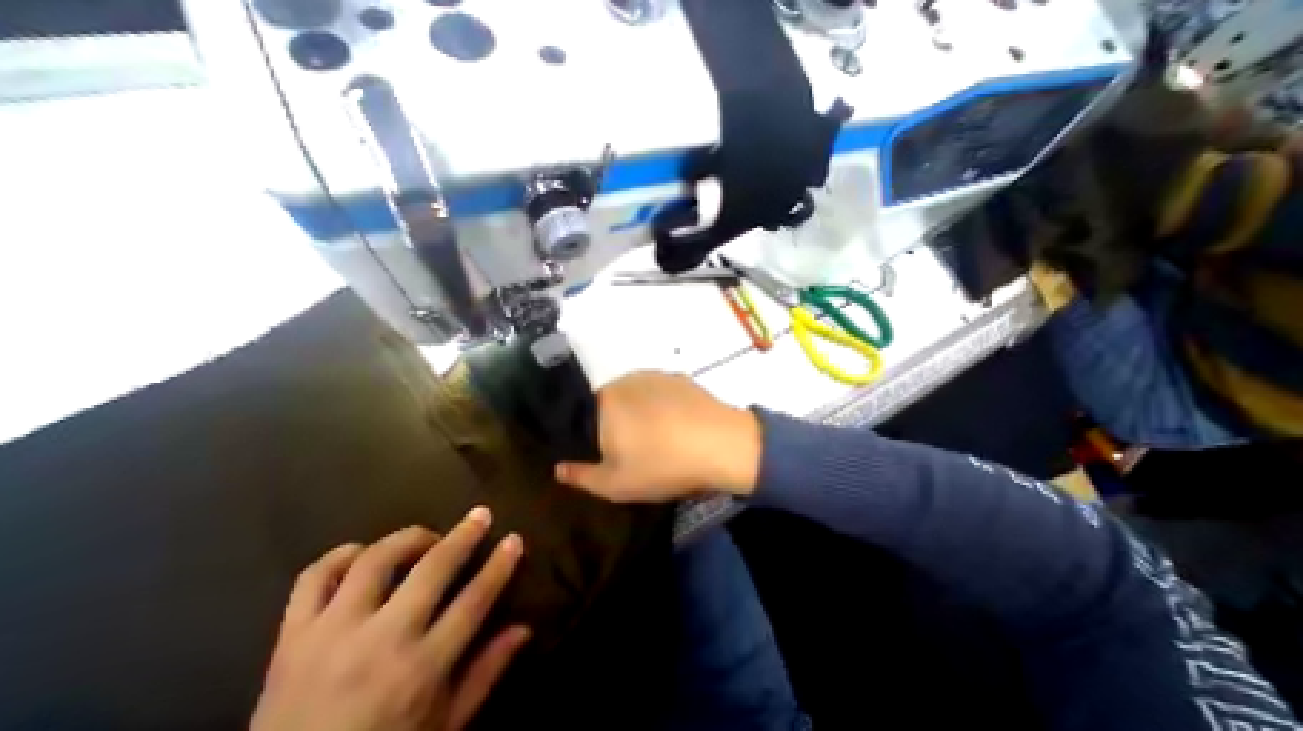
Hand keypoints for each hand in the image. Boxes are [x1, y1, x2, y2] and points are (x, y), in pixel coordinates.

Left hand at [251, 509, 529, 730]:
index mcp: (419, 670)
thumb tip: (525, 628)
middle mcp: (379, 643)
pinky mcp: (289, 641)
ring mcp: (329, 637)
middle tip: (481, 515)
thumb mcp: (443, 726)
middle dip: (463, 535)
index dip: (499, 565)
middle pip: (432, 569)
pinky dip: (340, 556)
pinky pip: (313, 579)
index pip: (473, 600)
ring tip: (427, 538)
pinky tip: (362, 553)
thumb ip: (486, 673)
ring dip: (409, 538)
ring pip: (375, 561)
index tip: (514, 539)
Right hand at [552, 372, 760, 502]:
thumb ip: (582, 476)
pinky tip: (679, 425)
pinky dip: (664, 406)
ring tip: (661, 438)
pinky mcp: (681, 377)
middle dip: (618, 423)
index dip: (595, 436)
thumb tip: (558, 468)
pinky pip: (661, 392)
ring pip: (638, 396)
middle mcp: (627, 380)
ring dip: (642, 413)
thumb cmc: (662, 465)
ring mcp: (657, 375)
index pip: (586, 414)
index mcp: (606, 400)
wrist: (721, 445)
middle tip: (637, 449)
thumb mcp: (616, 484)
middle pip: (612, 402)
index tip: (612, 453)